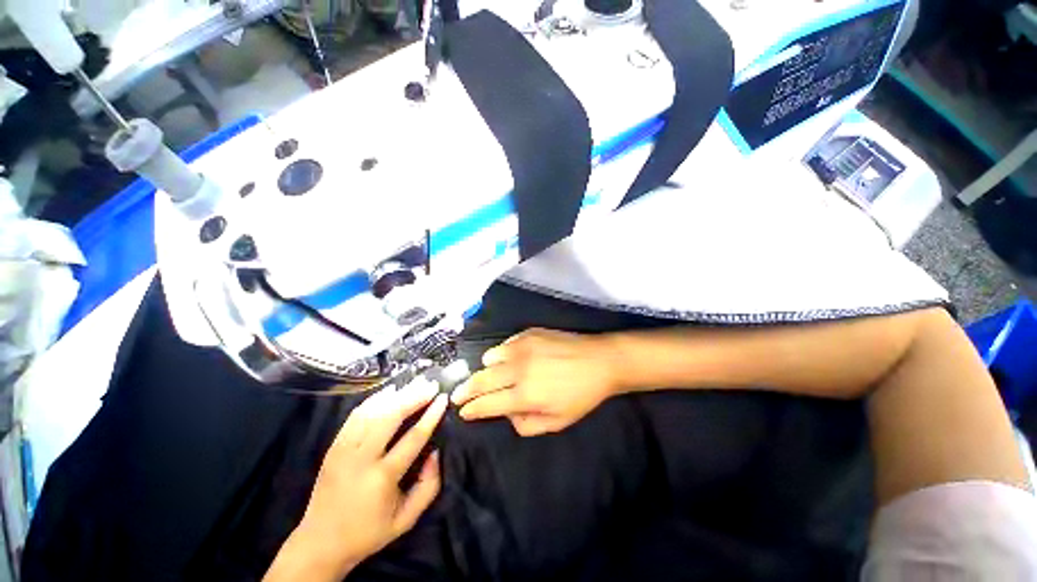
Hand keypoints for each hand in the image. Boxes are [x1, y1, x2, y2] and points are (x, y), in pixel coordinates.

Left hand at [265, 379, 447, 580]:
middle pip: (390, 417)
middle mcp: (361, 459)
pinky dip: (374, 399)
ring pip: (372, 411)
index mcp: (382, 478)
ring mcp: (343, 450)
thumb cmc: (369, 531)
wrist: (320, 542)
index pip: (413, 438)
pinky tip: (389, 391)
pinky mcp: (333, 446)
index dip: (431, 415)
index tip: (443, 398)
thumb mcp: (407, 519)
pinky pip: (356, 415)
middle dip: (414, 397)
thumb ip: (429, 486)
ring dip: (396, 394)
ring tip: (415, 383)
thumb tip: (435, 452)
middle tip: (431, 384)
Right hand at [451, 328, 620, 435]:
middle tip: (456, 395)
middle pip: (481, 380)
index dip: (471, 409)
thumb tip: (507, 414)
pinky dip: (501, 354)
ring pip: (489, 357)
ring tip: (491, 374)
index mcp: (525, 395)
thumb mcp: (557, 422)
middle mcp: (518, 370)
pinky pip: (504, 344)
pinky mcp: (528, 333)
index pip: (487, 403)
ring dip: (485, 369)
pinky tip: (510, 359)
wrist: (599, 361)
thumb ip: (526, 425)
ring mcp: (522, 348)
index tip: (462, 412)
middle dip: (465, 390)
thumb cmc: (581, 395)